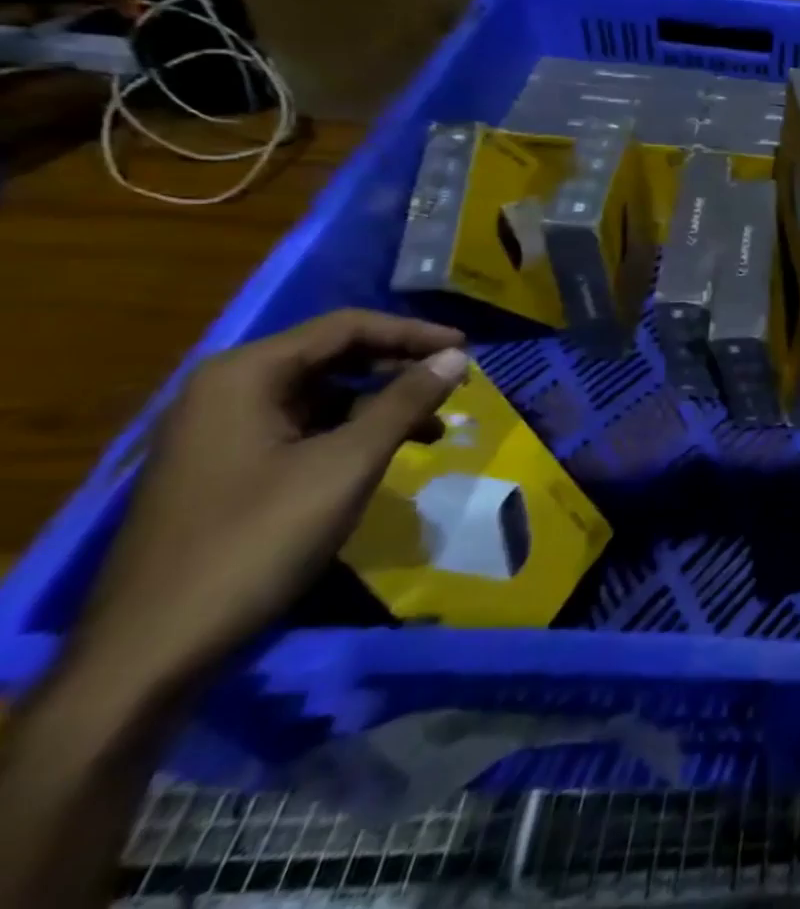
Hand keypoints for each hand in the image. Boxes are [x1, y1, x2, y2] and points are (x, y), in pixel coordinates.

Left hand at [75, 310, 469, 702]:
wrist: (152, 651)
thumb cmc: (257, 539)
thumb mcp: (347, 464)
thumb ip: (405, 401)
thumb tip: (457, 355)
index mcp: (245, 375)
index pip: (346, 327)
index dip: (413, 333)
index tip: (467, 349)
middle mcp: (227, 391)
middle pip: (332, 356)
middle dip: (399, 366)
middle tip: (455, 383)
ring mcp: (221, 432)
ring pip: (322, 394)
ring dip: (382, 402)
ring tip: (433, 425)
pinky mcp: (226, 469)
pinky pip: (304, 428)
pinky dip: (353, 431)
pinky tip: (386, 453)